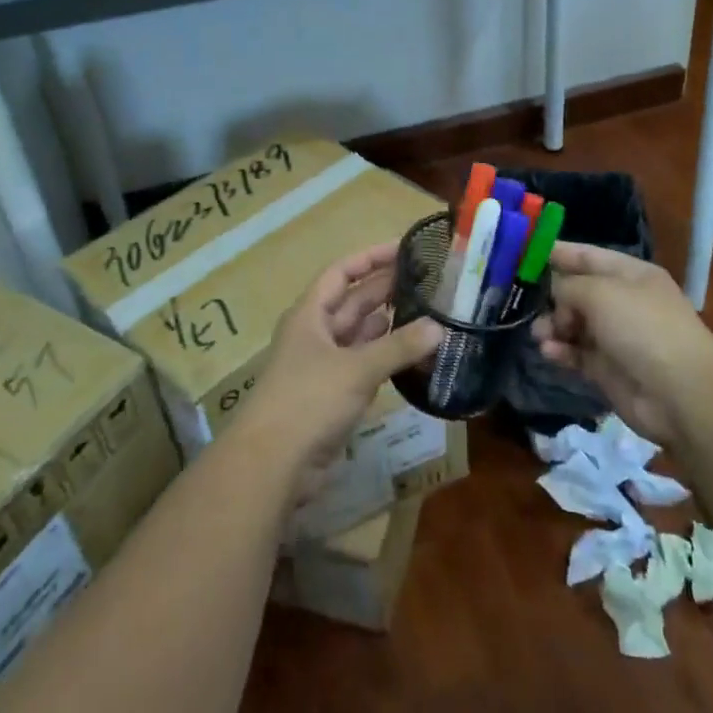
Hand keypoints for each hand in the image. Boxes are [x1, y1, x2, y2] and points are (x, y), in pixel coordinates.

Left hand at [232, 242, 443, 480]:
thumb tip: (439, 327)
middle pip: (353, 301)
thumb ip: (398, 346)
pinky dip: (386, 357)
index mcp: (310, 314)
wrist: (273, 464)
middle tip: (427, 279)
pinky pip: (364, 365)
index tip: (404, 247)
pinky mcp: (333, 395)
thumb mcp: (356, 368)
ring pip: (360, 334)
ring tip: (427, 311)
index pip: (341, 272)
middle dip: (385, 288)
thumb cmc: (308, 400)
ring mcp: (323, 365)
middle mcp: (315, 333)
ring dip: (389, 324)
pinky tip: (413, 353)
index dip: (370, 257)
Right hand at [534, 241, 712, 444]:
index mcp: (629, 274)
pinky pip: (576, 353)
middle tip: (523, 302)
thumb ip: (567, 286)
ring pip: (572, 324)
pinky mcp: (607, 369)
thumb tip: (553, 294)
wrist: (681, 394)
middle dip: (549, 296)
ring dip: (552, 326)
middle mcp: (622, 302)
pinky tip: (549, 352)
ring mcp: (616, 337)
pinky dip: (561, 351)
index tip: (522, 253)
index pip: (587, 256)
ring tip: (539, 334)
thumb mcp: (599, 292)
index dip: (557, 252)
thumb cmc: (642, 327)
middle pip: (576, 291)